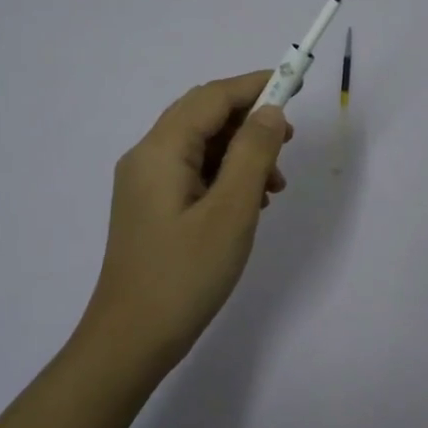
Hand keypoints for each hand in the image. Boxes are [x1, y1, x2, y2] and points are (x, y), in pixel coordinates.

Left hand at [79, 71, 291, 376]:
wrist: (131, 341)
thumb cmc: (184, 276)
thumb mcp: (231, 212)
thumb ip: (252, 154)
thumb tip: (269, 111)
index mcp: (160, 151)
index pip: (211, 97)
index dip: (254, 86)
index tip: (295, 85)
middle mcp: (147, 158)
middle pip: (203, 116)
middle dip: (250, 122)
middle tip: (288, 146)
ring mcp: (145, 184)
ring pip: (201, 146)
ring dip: (241, 153)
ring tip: (274, 187)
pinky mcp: (152, 208)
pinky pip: (193, 173)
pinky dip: (226, 176)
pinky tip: (250, 205)